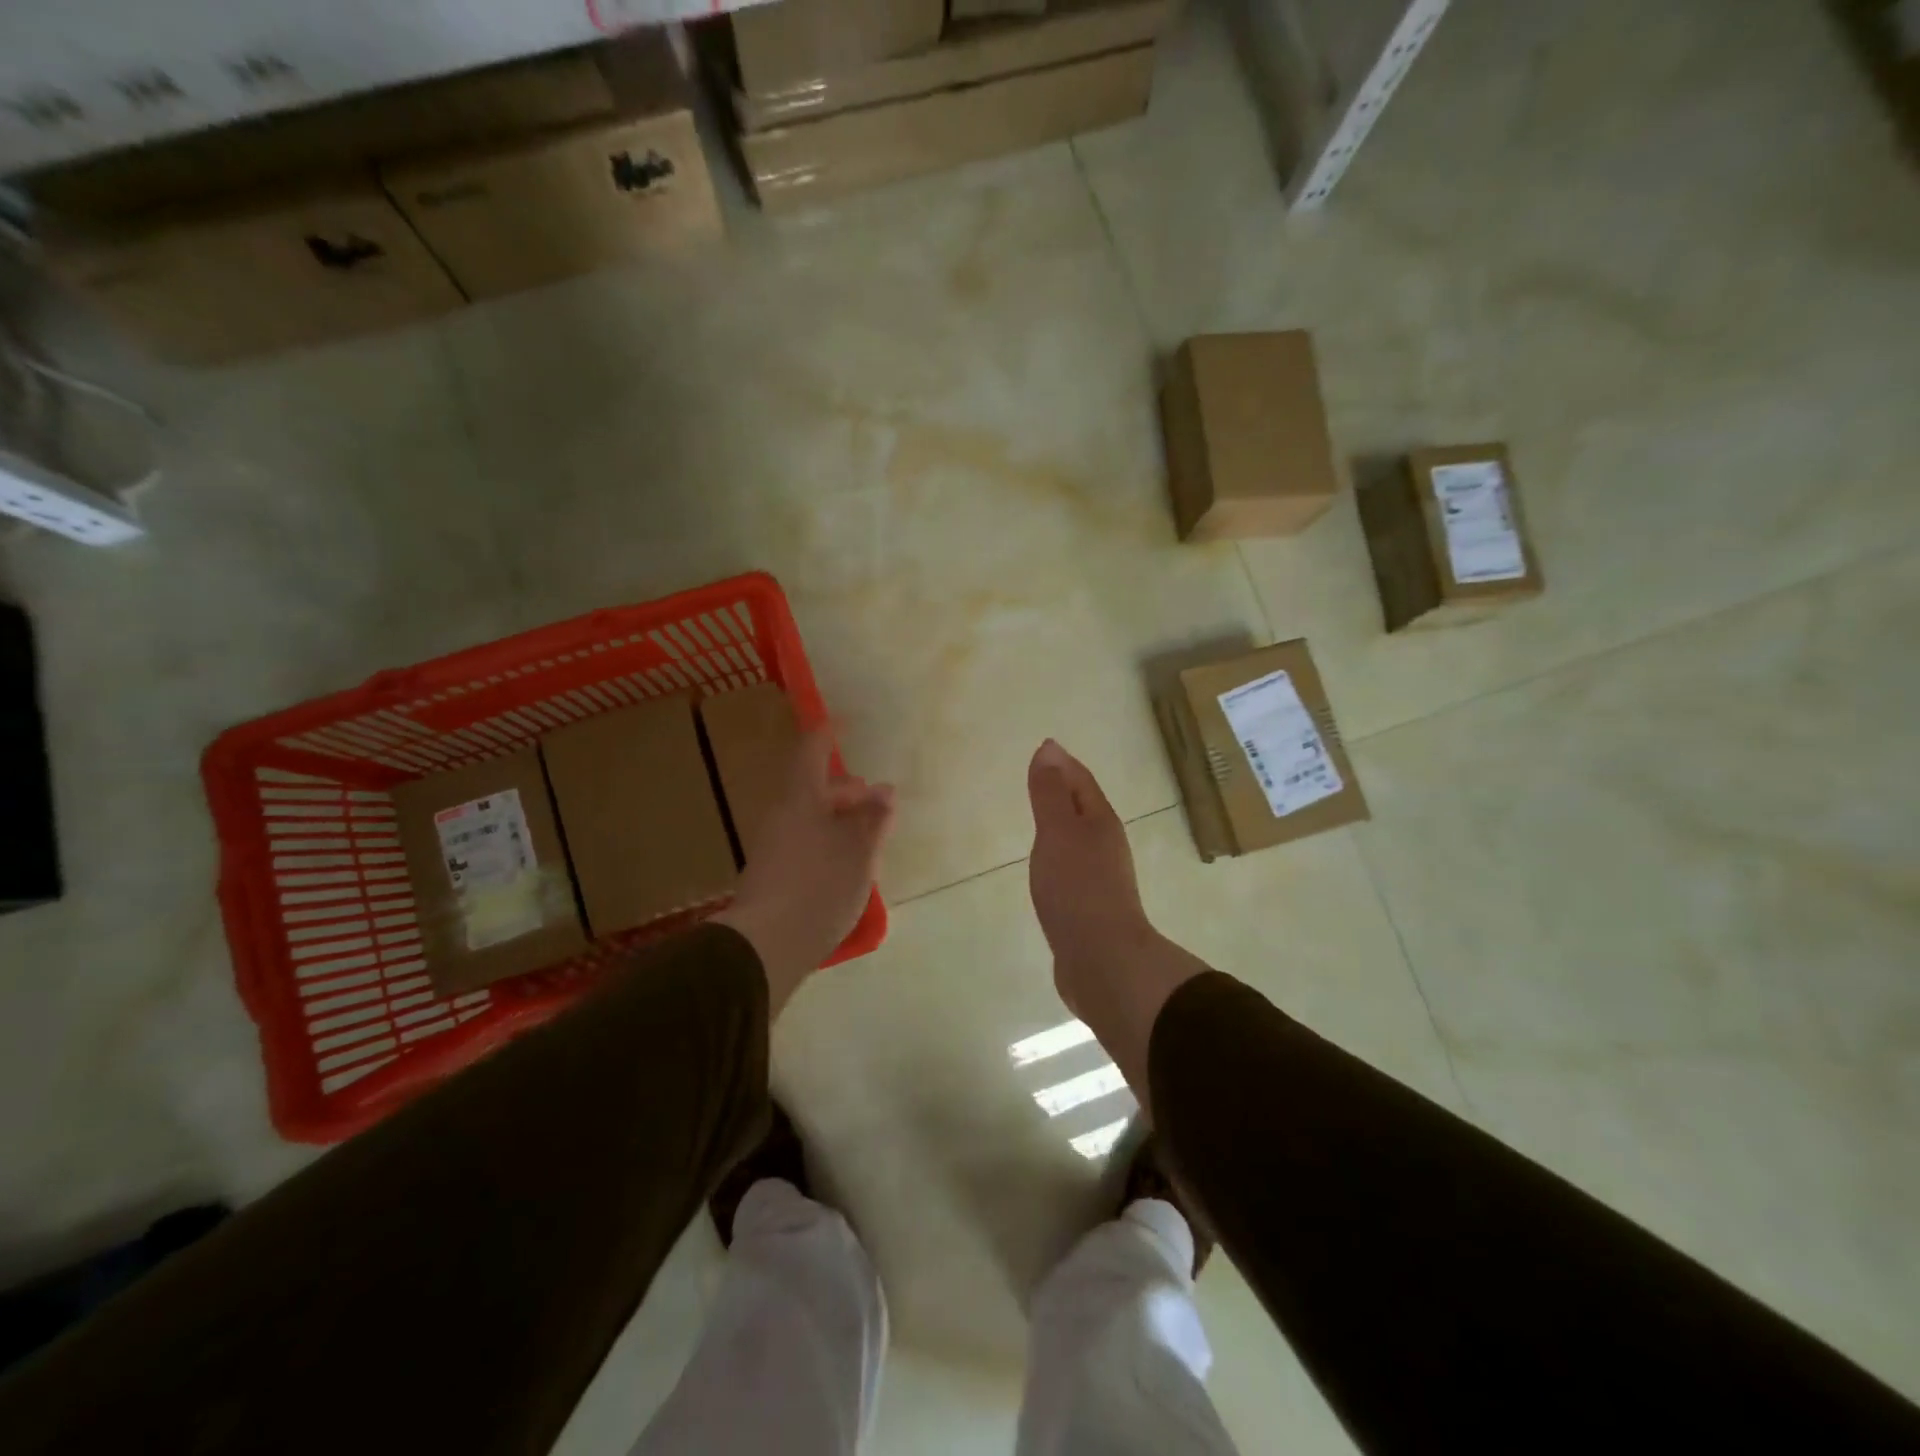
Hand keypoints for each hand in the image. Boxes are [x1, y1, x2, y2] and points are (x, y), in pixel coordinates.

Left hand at [713, 727, 893, 1015]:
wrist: (766, 945)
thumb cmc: (820, 887)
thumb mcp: (859, 852)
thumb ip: (874, 819)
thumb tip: (884, 790)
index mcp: (800, 800)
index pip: (811, 752)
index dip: (827, 735)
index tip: (843, 723)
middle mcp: (781, 816)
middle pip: (811, 789)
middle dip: (844, 790)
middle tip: (874, 800)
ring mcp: (772, 847)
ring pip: (808, 818)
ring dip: (837, 819)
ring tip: (867, 836)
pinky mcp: (771, 876)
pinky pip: (803, 843)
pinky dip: (826, 842)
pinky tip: (845, 865)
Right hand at [1027, 740, 1206, 1097]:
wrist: (1102, 960)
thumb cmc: (1077, 889)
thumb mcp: (1058, 833)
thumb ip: (1050, 793)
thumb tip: (1049, 749)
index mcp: (1100, 822)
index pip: (1081, 782)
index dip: (1062, 763)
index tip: (1044, 748)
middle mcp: (1105, 845)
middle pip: (1083, 807)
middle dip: (1063, 790)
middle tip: (1039, 777)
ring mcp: (1099, 878)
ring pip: (1077, 838)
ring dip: (1060, 824)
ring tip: (1040, 818)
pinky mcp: (1088, 906)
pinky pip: (1070, 867)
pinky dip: (1057, 855)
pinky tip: (1046, 866)